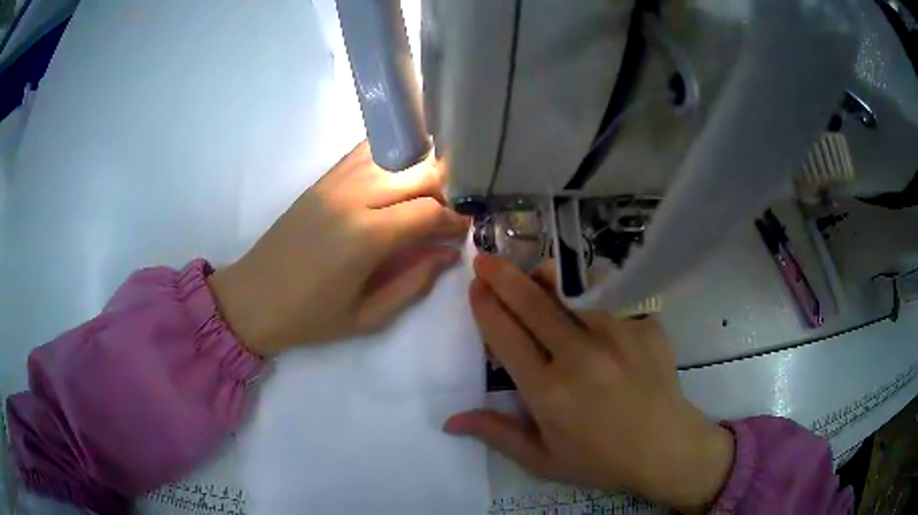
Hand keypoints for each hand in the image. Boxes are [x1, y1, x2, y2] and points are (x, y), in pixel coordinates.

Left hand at [209, 141, 468, 354]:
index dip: (454, 219)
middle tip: (450, 214)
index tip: (464, 230)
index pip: (428, 210)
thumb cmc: (309, 317)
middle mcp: (353, 196)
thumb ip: (414, 283)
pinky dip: (392, 156)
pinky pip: (366, 151)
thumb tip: (449, 254)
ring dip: (421, 170)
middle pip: (418, 172)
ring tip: (427, 195)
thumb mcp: (367, 317)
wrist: (253, 298)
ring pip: (396, 154)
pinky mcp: (323, 179)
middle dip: (446, 190)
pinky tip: (398, 175)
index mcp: (365, 236)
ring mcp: (335, 182)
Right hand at [444, 255, 734, 510]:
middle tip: (486, 258)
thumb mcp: (543, 460)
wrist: (665, 448)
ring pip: (572, 291)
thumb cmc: (601, 461)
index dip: (486, 307)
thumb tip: (451, 420)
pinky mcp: (645, 325)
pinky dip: (590, 296)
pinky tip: (588, 303)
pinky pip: (610, 300)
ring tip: (535, 271)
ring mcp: (618, 335)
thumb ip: (498, 435)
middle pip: (532, 304)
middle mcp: (581, 356)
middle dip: (503, 277)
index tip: (475, 287)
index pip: (506, 337)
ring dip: (546, 277)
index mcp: (549, 392)